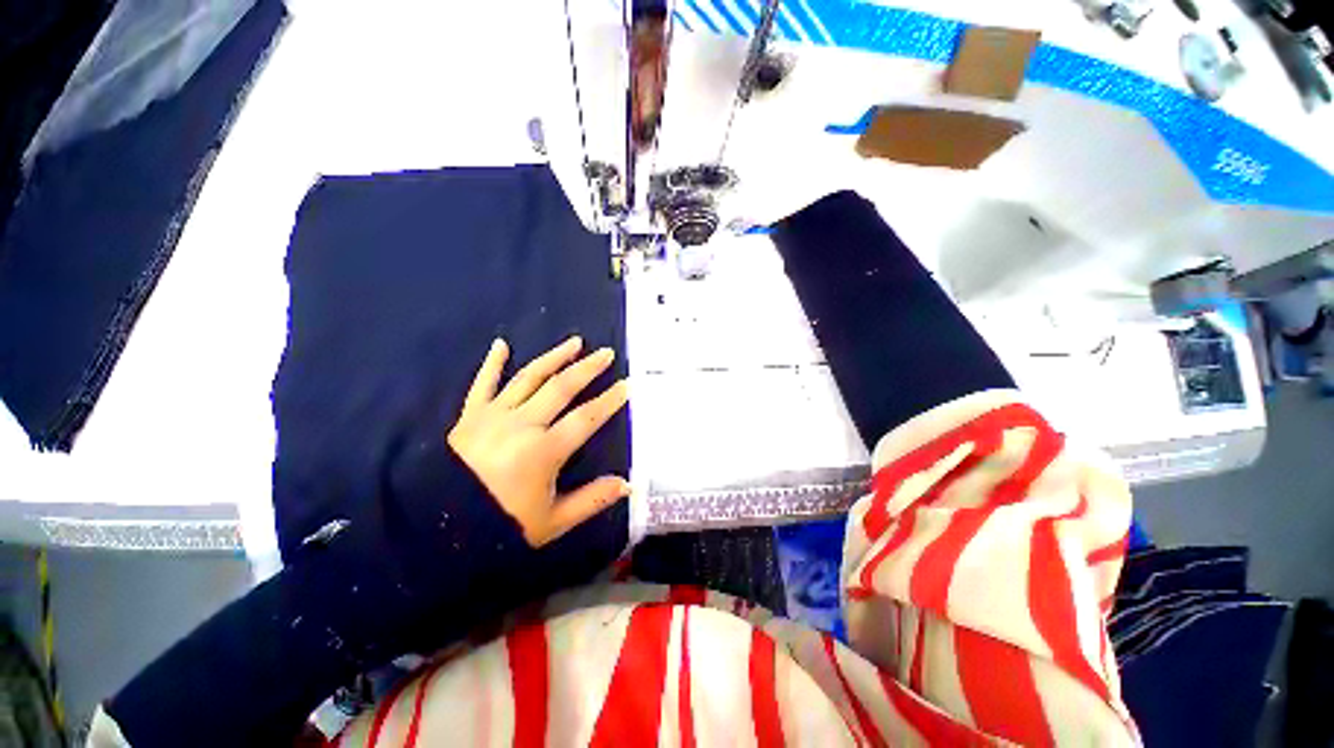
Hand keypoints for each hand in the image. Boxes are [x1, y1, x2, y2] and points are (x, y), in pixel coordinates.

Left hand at [448, 337, 630, 546]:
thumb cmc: (499, 524)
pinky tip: (502, 344)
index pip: (586, 418)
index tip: (627, 385)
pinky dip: (493, 363)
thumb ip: (591, 500)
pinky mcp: (471, 415)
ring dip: (555, 357)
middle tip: (607, 353)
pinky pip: (483, 382)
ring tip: (575, 342)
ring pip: (530, 377)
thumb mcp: (551, 522)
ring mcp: (494, 415)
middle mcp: (522, 424)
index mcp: (544, 450)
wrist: (435, 528)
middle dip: (588, 368)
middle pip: (561, 387)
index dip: (609, 401)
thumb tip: (627, 484)